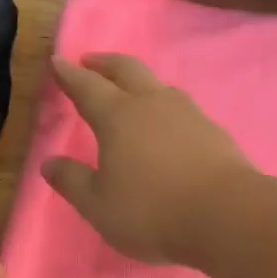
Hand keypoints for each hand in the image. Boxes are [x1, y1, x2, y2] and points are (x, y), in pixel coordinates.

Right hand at [43, 54, 254, 265]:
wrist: (227, 216)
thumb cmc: (152, 211)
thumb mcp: (99, 205)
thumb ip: (72, 182)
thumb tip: (49, 163)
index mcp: (118, 117)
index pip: (87, 87)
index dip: (70, 75)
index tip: (58, 62)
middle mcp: (153, 104)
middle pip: (127, 70)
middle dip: (105, 63)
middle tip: (91, 61)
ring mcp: (189, 114)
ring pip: (159, 86)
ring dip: (140, 82)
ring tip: (132, 91)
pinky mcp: (214, 132)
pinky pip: (183, 109)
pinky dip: (166, 107)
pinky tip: (169, 124)